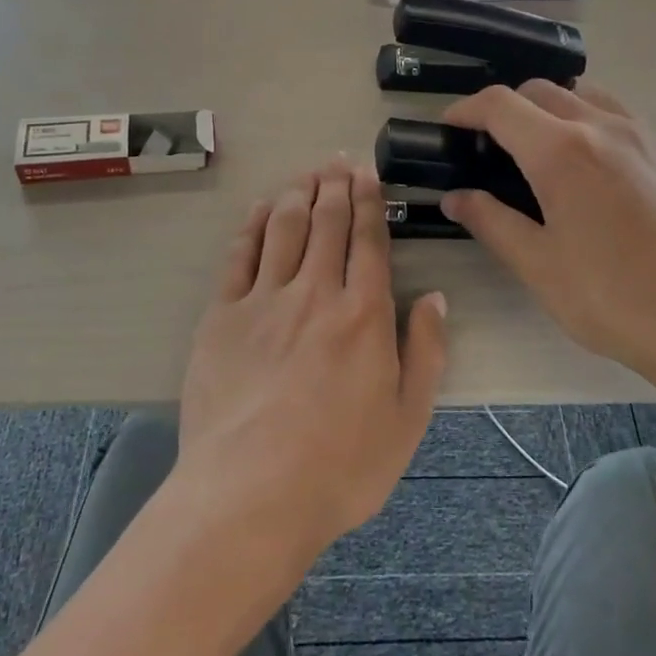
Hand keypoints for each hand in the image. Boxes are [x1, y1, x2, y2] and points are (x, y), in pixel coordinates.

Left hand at [173, 157, 447, 571]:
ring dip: (297, 194)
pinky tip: (261, 208)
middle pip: (326, 224)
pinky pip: (239, 256)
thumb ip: (427, 353)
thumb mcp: (408, 419)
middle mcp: (315, 293)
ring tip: (307, 174)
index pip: (369, 241)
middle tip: (338, 160)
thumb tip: (435, 298)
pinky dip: (252, 225)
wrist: (251, 494)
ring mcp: (263, 301)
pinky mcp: (221, 317)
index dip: (369, 202)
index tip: (368, 174)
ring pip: (283, 229)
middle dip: (335, 186)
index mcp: (364, 315)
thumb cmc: (340, 466)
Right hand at [439, 83, 655, 411]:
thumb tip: (455, 198)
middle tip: (489, 146)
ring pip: (585, 95)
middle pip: (542, 91)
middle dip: (506, 108)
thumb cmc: (615, 299)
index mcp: (562, 151)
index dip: (466, 109)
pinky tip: (591, 170)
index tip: (449, 126)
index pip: (501, 106)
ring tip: (539, 150)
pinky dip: (589, 122)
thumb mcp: (539, 266)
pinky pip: (619, 116)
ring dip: (551, 108)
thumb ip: (491, 222)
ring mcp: (645, 136)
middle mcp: (604, 127)